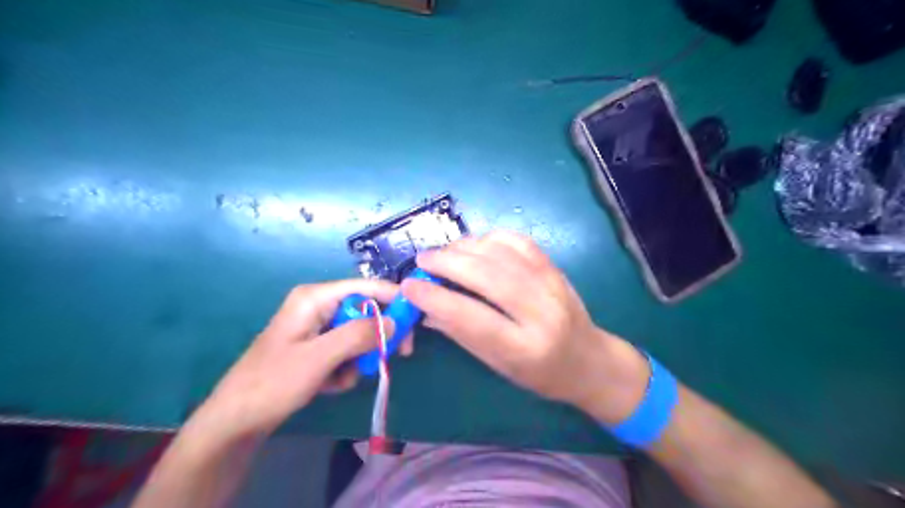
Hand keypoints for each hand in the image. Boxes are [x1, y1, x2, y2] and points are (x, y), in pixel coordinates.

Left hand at [197, 278, 403, 439]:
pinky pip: (345, 350)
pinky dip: (345, 368)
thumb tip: (396, 323)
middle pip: (365, 311)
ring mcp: (316, 327)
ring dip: (358, 358)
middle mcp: (318, 306)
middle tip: (395, 356)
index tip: (416, 320)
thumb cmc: (273, 382)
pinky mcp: (315, 347)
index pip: (366, 287)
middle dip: (376, 337)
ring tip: (343, 378)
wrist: (236, 421)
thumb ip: (359, 335)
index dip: (393, 299)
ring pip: (357, 334)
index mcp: (315, 297)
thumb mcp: (320, 357)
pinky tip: (330, 385)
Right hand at [402, 232, 649, 425]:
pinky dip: (490, 238)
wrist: (590, 360)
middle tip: (422, 259)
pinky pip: (519, 242)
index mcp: (524, 349)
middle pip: (487, 276)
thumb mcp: (498, 365)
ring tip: (444, 252)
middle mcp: (541, 312)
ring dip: (466, 246)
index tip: (409, 286)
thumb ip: (461, 333)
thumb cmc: (541, 374)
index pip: (471, 317)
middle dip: (448, 262)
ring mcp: (552, 285)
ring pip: (502, 253)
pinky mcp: (555, 268)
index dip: (435, 298)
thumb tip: (425, 308)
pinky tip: (474, 245)